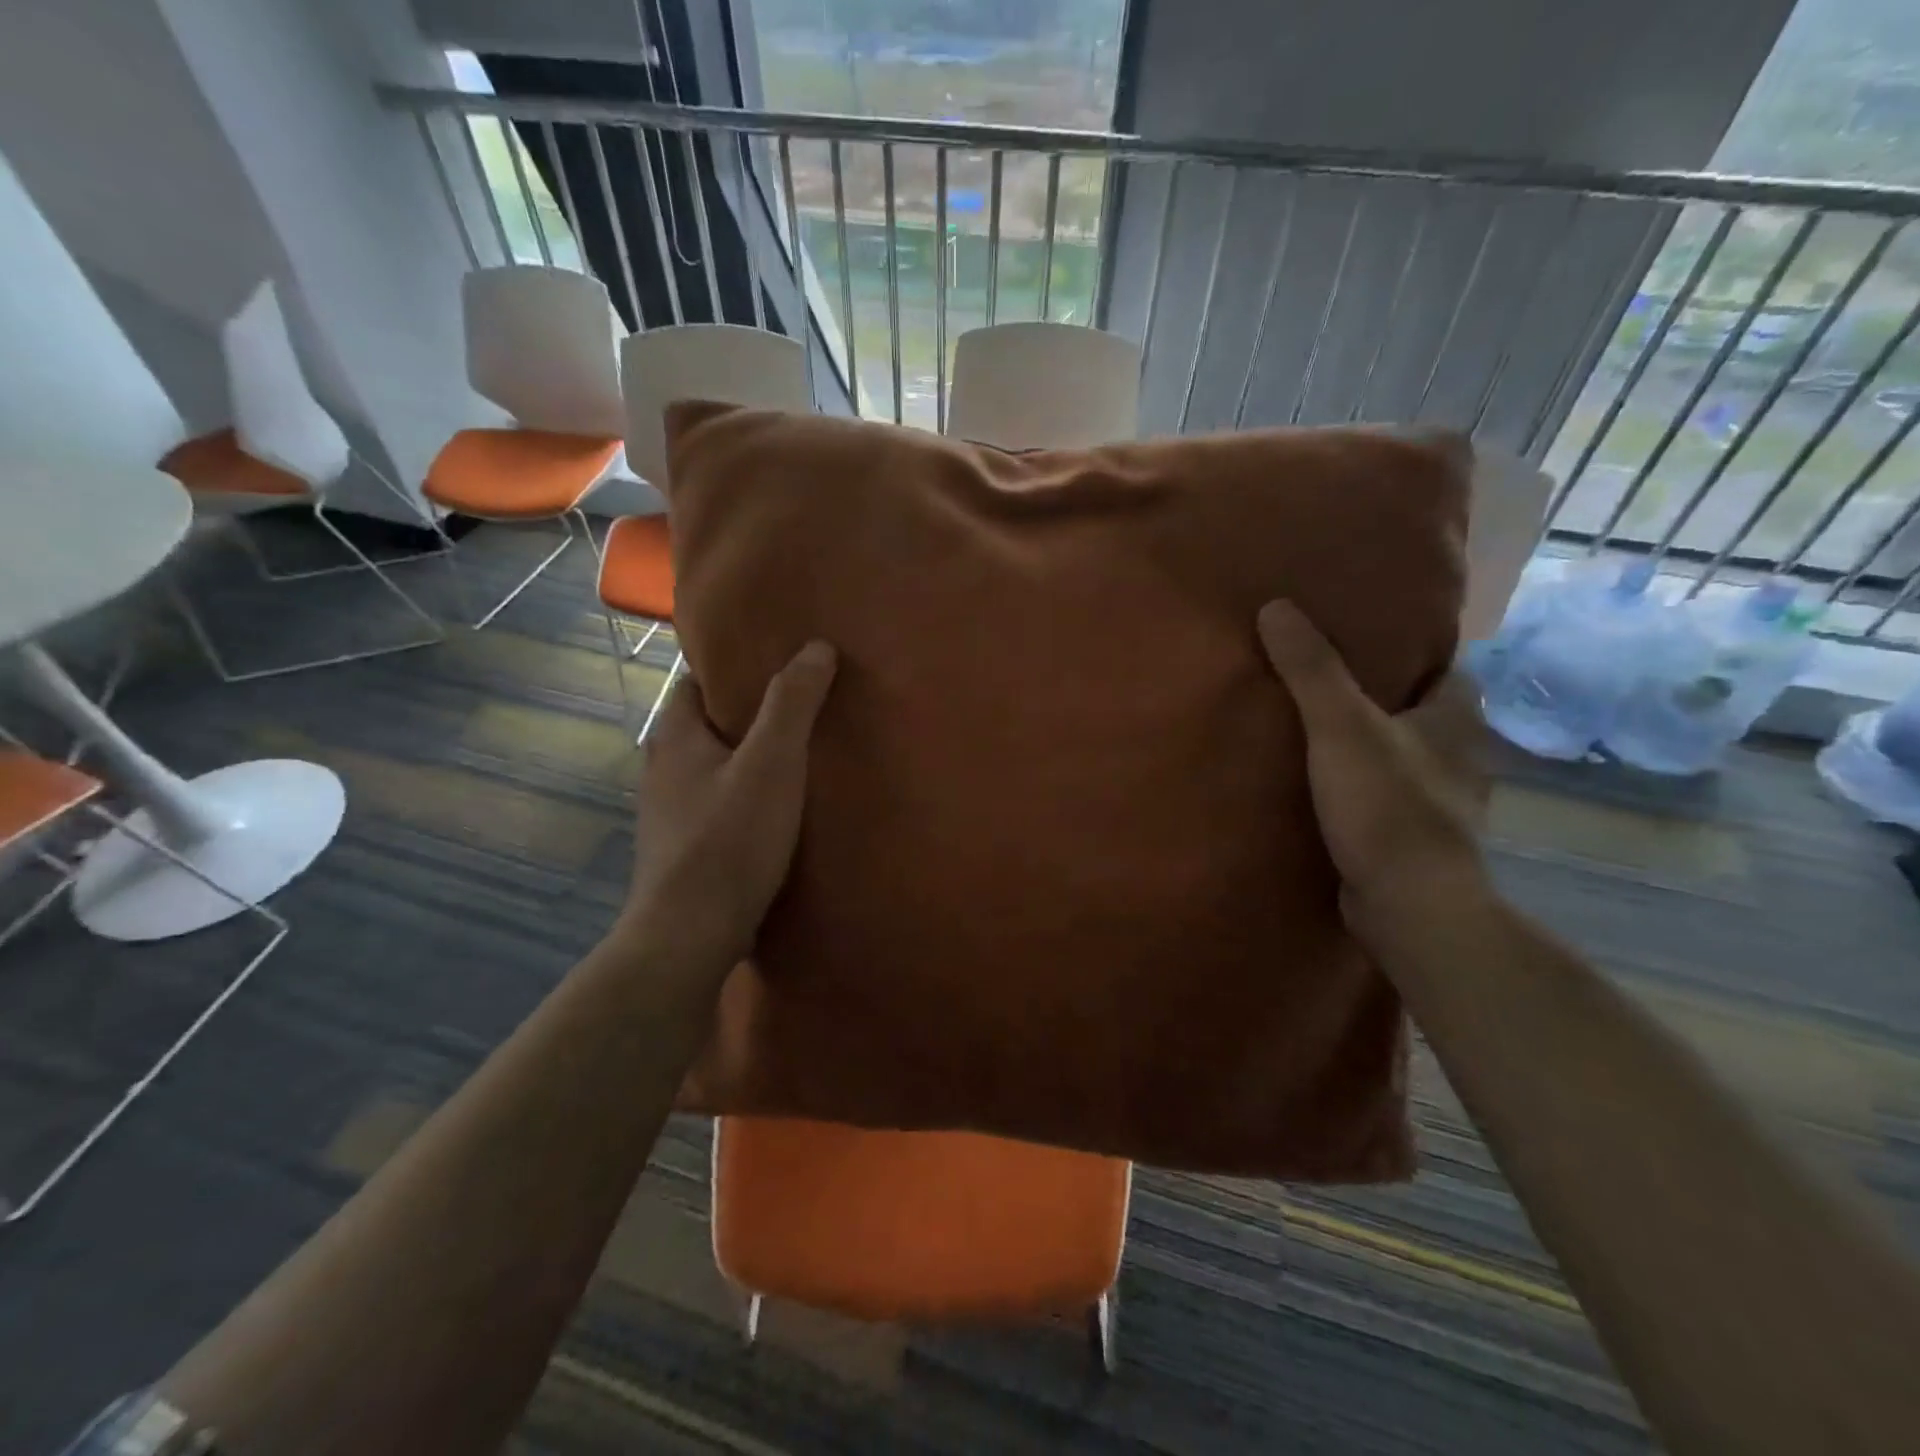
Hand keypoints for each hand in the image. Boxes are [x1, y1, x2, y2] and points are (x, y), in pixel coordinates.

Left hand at [618, 641, 837, 974]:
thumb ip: (792, 704)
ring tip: (798, 757)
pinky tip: (777, 811)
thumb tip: (816, 647)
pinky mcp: (682, 850)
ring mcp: (668, 814)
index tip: (777, 663)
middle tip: (800, 707)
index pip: (695, 681)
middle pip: (706, 725)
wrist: (689, 937)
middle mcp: (662, 769)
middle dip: (746, 714)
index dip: (733, 668)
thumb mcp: (772, 763)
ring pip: (712, 768)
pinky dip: (743, 797)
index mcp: (674, 736)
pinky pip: (716, 806)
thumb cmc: (729, 841)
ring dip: (747, 759)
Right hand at [1257, 600, 1486, 912]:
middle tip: (1324, 678)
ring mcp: (1437, 802)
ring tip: (1313, 728)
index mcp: (1455, 720)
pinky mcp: (1411, 839)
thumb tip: (1277, 606)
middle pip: (1422, 712)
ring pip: (1402, 756)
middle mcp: (1457, 757)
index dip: (1415, 650)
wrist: (1409, 905)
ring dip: (1369, 745)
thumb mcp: (1341, 726)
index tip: (1368, 637)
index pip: (1450, 668)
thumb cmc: (1387, 805)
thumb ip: (1311, 669)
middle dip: (1383, 696)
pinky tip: (1319, 785)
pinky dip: (1358, 786)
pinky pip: (1382, 796)